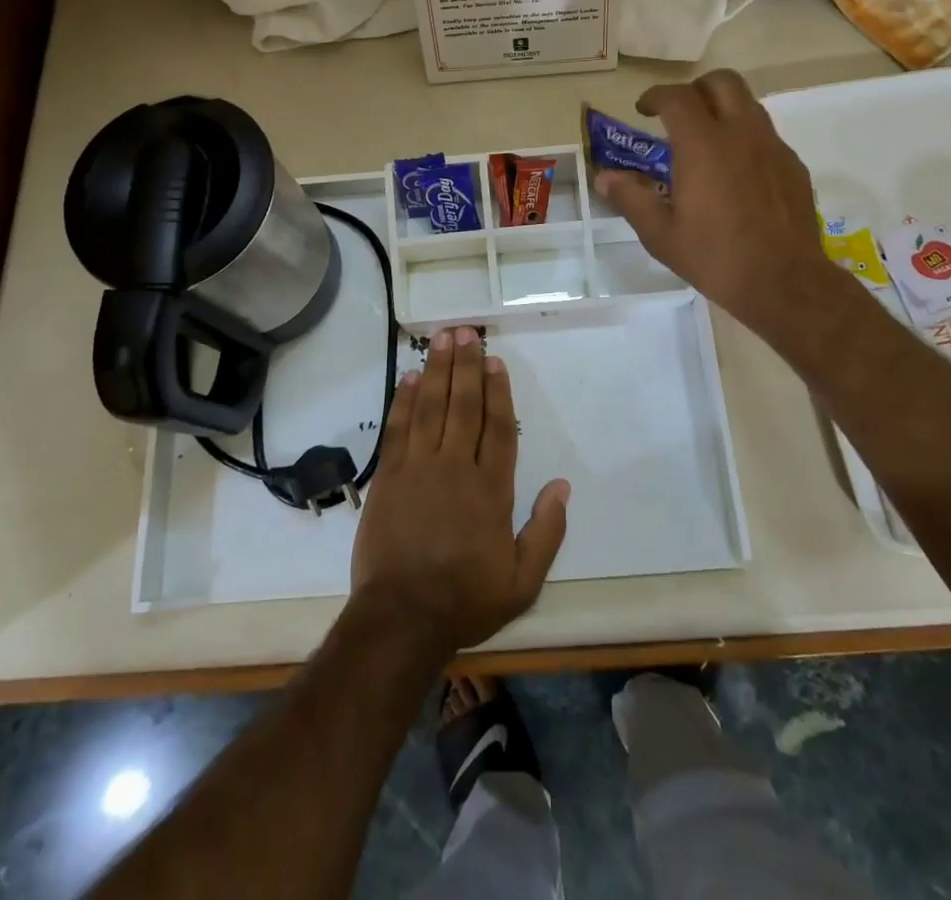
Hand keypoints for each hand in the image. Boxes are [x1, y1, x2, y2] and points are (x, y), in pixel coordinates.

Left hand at [350, 327, 569, 658]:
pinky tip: (410, 377)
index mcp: (491, 490)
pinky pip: (398, 429)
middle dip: (466, 366)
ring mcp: (418, 469)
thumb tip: (562, 485)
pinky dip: (404, 400)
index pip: (498, 428)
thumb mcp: (522, 581)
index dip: (498, 391)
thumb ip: (546, 531)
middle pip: (463, 406)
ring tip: (442, 338)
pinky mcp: (388, 477)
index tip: (495, 361)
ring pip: (431, 408)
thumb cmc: (465, 599)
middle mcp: (456, 468)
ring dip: (437, 370)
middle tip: (466, 332)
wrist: (401, 619)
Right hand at [593, 69, 851, 353]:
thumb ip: (631, 198)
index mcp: (703, 146)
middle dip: (696, 89)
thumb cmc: (715, 258)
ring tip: (707, 142)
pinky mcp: (793, 165)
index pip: (677, 97)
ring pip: (749, 104)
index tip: (644, 110)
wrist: (785, 282)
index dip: (655, 95)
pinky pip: (766, 135)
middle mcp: (741, 134)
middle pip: (722, 82)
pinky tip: (736, 173)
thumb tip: (604, 178)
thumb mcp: (661, 235)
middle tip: (679, 115)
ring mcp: (773, 147)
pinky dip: (745, 138)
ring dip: (723, 110)